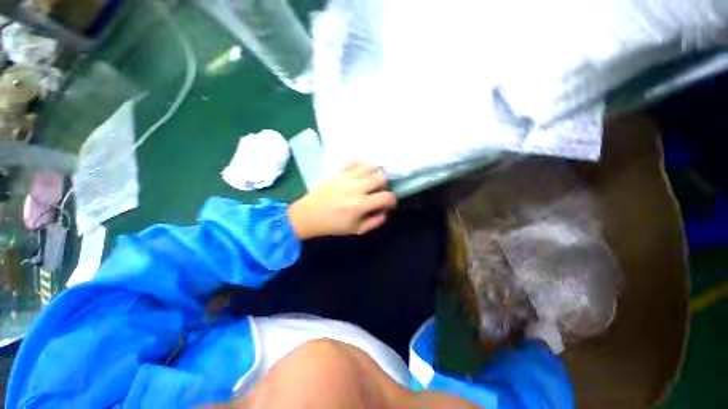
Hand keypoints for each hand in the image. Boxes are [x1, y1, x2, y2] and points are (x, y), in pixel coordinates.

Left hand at [288, 164, 397, 238]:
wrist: (310, 214)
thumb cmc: (334, 224)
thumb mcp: (357, 229)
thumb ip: (375, 222)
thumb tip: (385, 212)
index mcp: (361, 204)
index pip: (386, 197)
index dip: (392, 201)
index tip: (389, 203)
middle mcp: (356, 187)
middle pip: (381, 177)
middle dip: (384, 185)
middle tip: (379, 191)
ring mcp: (346, 177)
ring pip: (370, 166)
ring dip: (374, 174)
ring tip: (370, 181)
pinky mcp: (338, 171)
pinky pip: (356, 162)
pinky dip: (362, 168)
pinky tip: (360, 175)